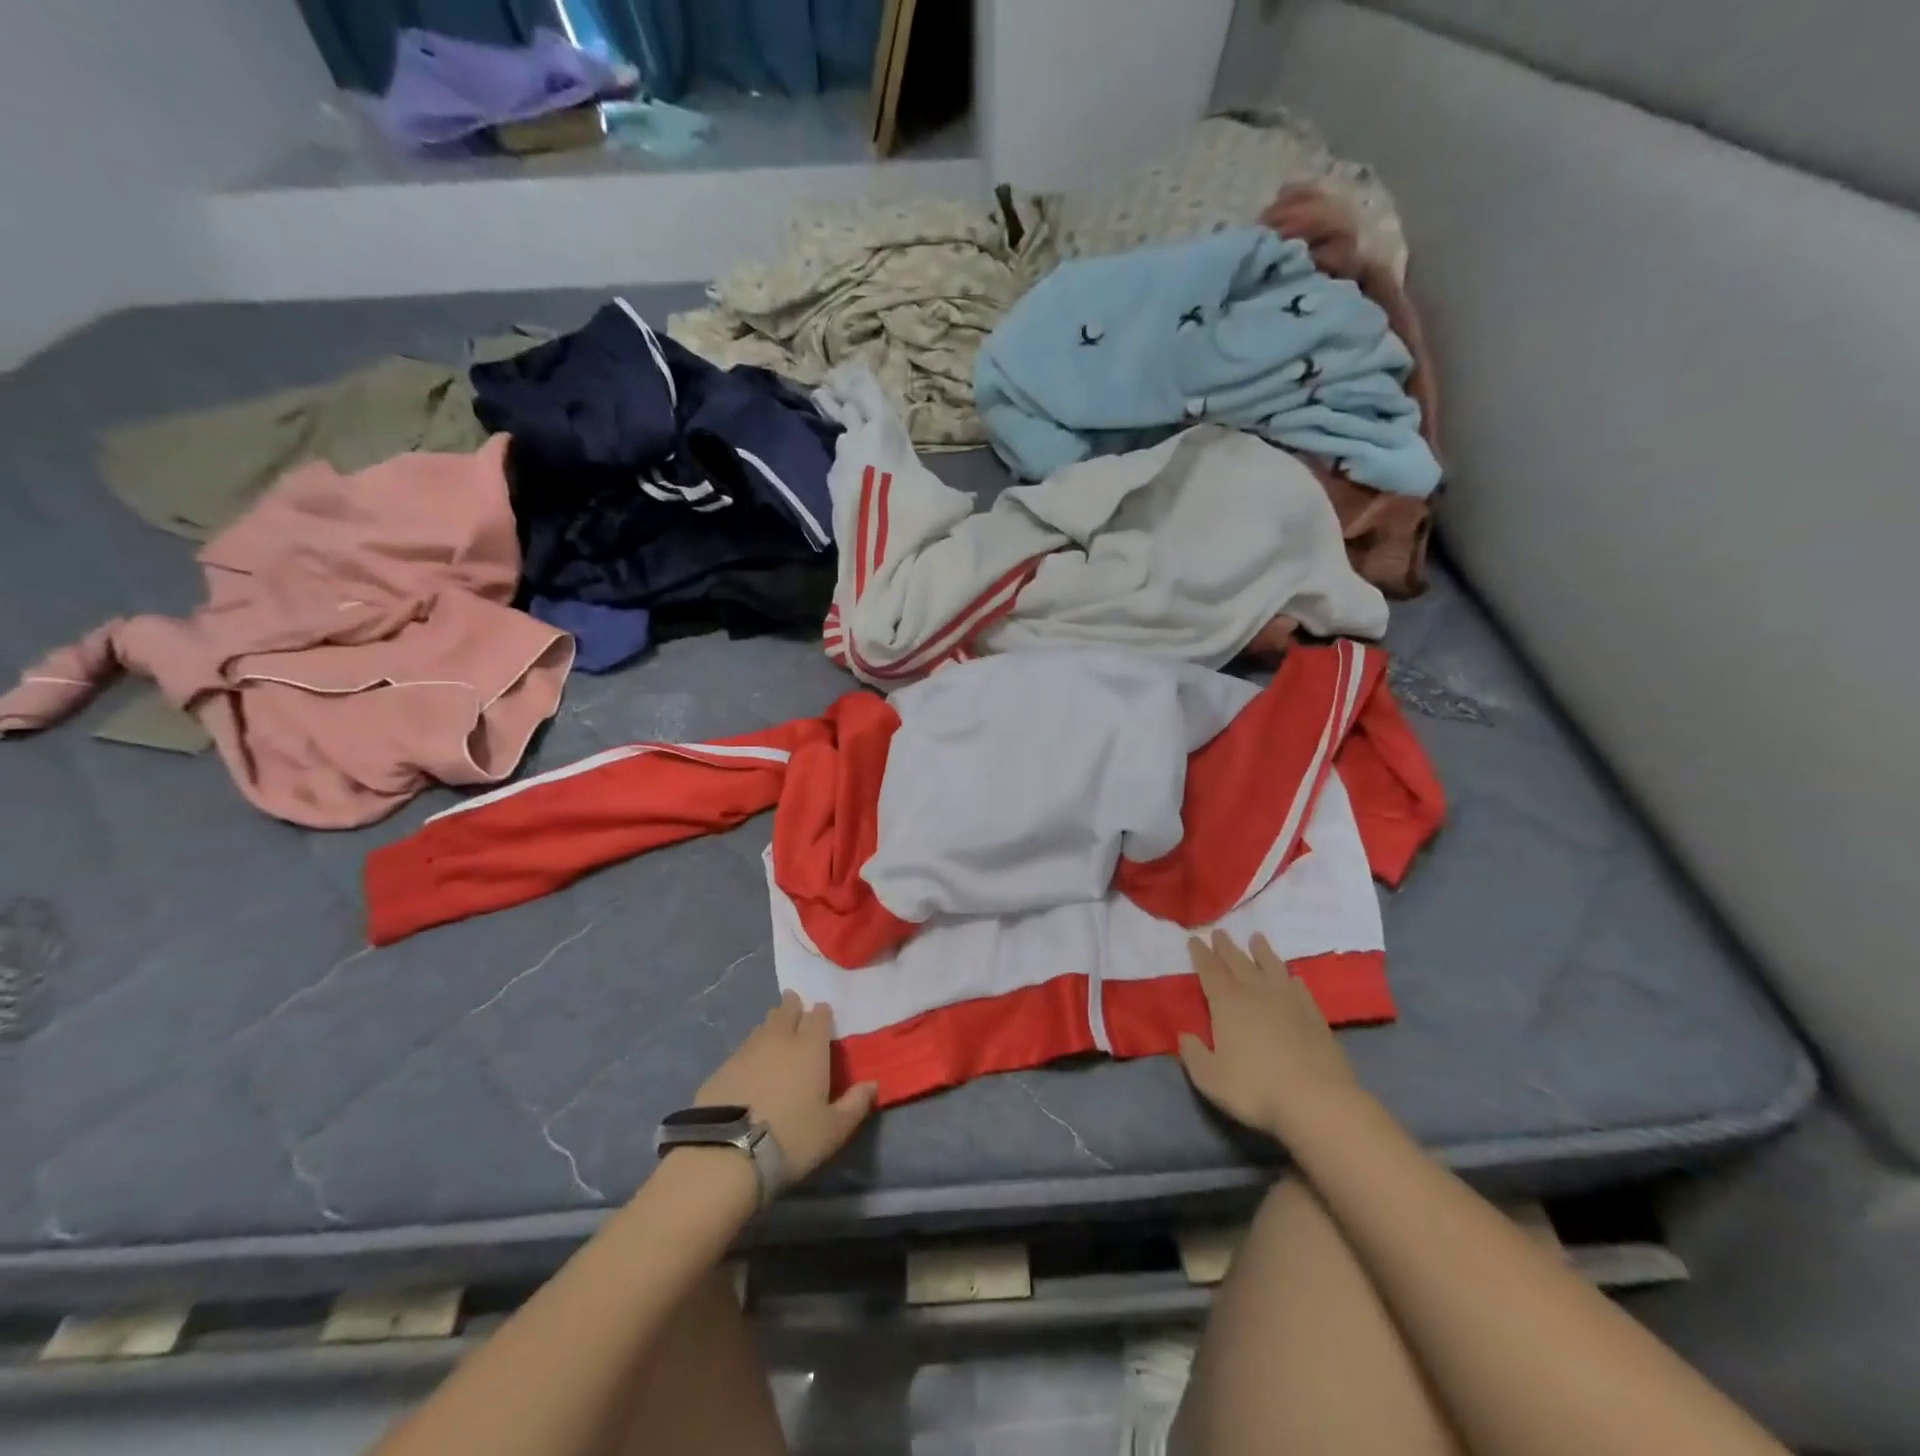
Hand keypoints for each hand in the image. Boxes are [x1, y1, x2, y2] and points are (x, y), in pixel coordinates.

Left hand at [695, 991, 877, 1185]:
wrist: (726, 1153)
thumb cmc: (791, 1138)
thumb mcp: (833, 1130)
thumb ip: (855, 1104)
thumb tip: (872, 1084)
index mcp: (810, 1047)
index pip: (819, 1017)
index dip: (822, 1013)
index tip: (823, 1013)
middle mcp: (779, 1039)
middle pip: (787, 1011)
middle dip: (793, 1006)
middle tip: (795, 1005)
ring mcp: (746, 1051)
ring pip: (763, 1027)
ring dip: (771, 1024)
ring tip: (775, 1029)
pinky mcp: (722, 1068)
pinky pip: (742, 1048)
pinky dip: (751, 1049)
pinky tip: (750, 1062)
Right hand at [1177, 931, 1360, 1139]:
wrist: (1317, 1101)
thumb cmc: (1256, 1089)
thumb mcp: (1210, 1078)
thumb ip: (1193, 1055)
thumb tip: (1184, 1036)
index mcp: (1227, 1003)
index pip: (1209, 971)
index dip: (1200, 954)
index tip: (1194, 939)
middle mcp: (1256, 994)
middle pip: (1238, 962)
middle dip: (1226, 947)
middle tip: (1219, 932)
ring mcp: (1288, 1002)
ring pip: (1271, 967)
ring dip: (1261, 952)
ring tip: (1256, 938)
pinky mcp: (1314, 1016)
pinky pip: (1299, 988)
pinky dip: (1291, 978)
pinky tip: (1292, 976)